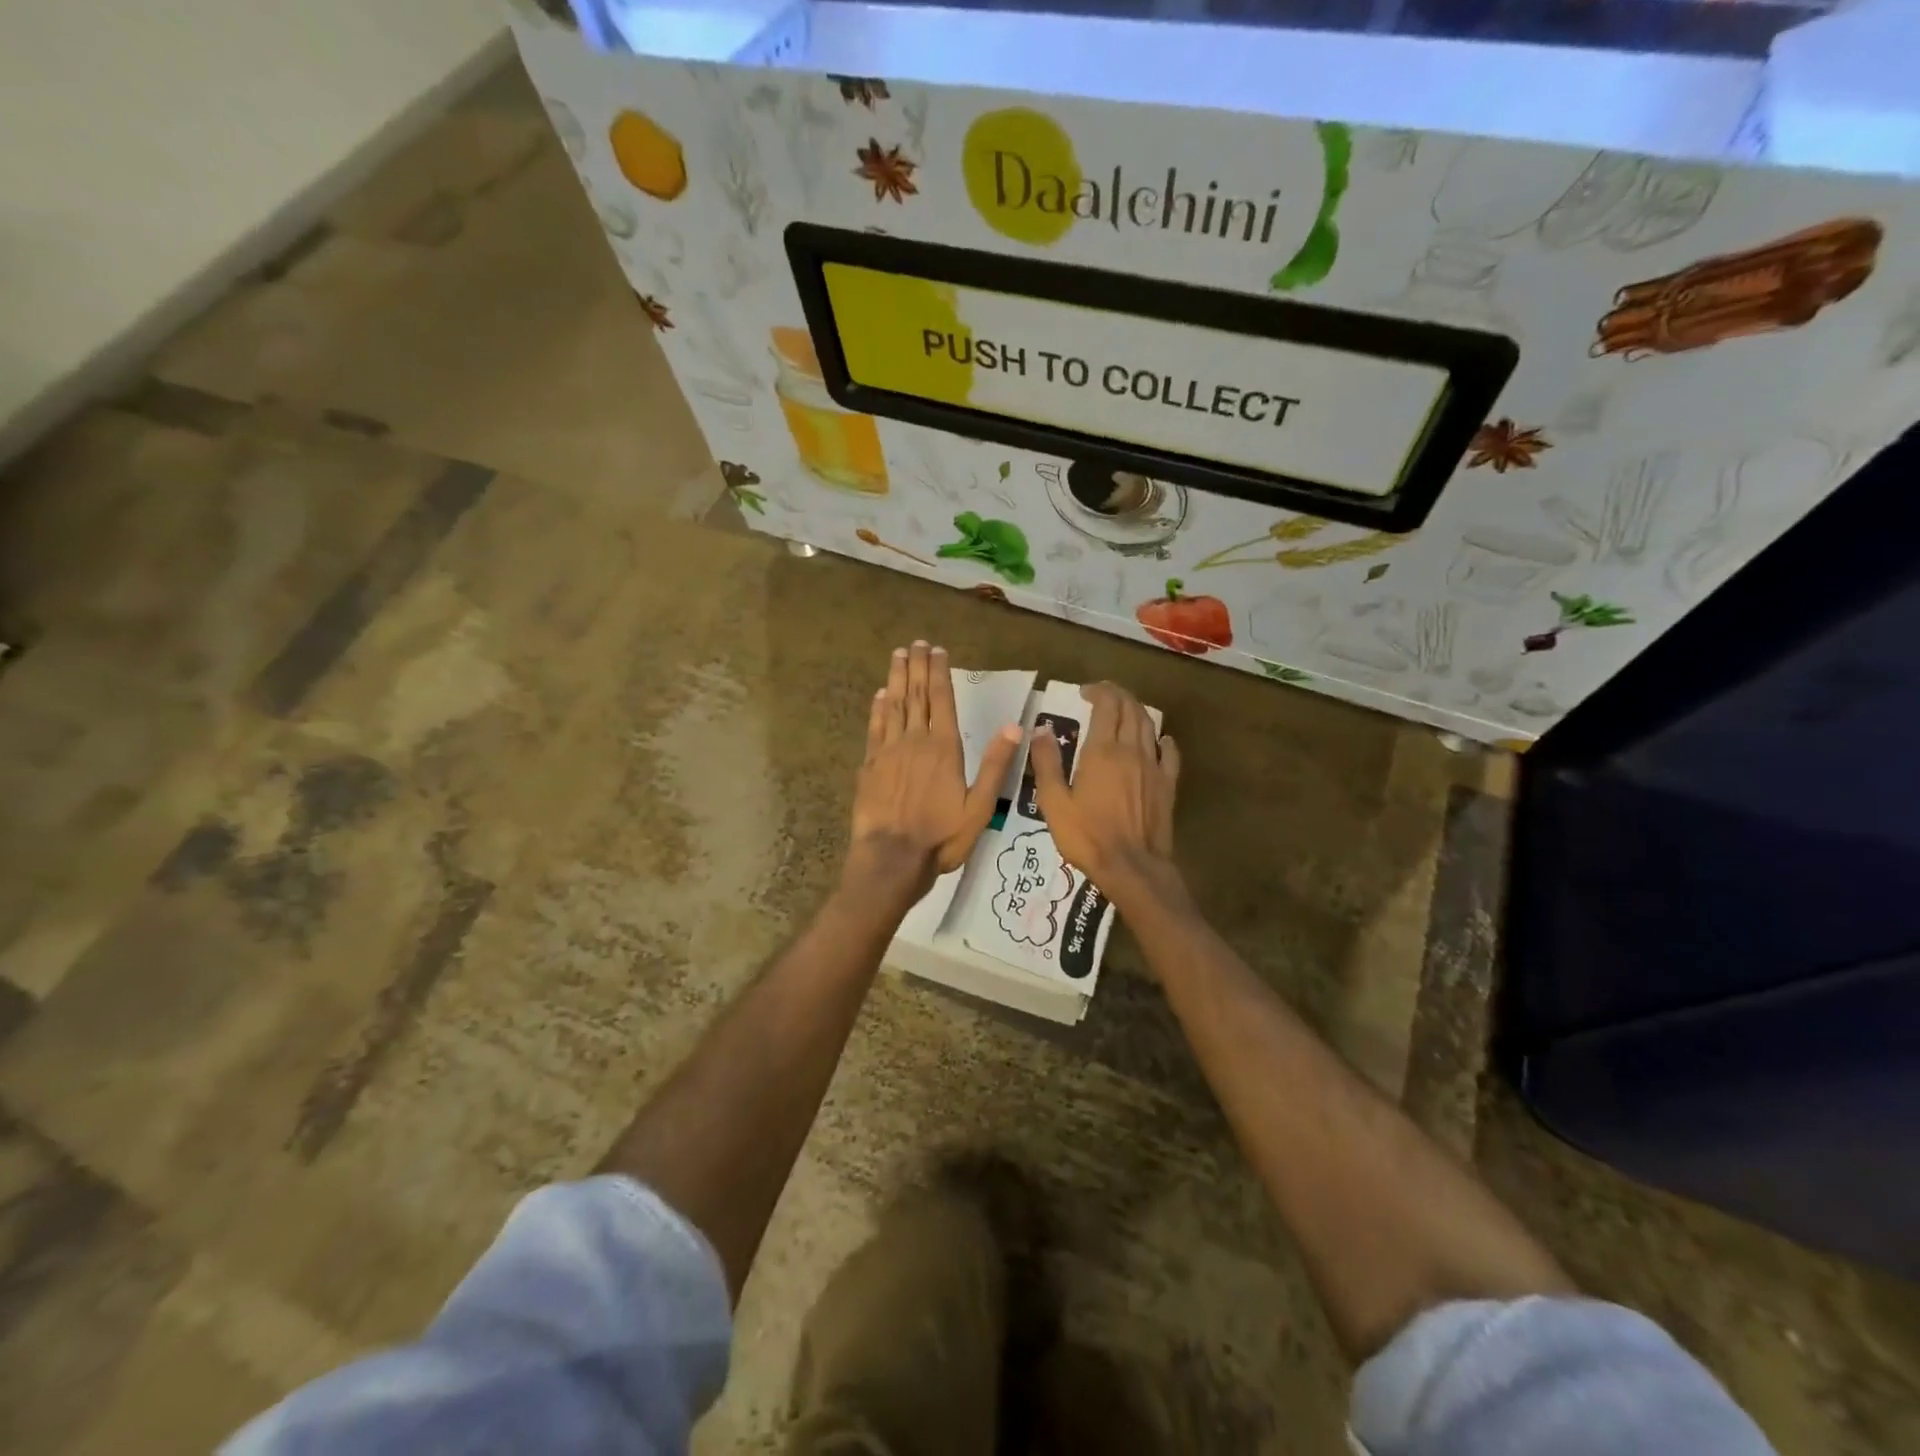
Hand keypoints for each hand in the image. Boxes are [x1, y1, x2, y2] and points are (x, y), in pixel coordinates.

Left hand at [847, 641, 1021, 898]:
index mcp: (945, 749)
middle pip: (916, 696)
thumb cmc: (941, 837)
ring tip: (898, 656)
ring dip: (896, 679)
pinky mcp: (870, 766)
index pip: (943, 700)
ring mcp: (889, 751)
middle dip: (916, 667)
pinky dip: (878, 708)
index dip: (939, 673)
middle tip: (915, 643)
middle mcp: (916, 741)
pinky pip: (875, 728)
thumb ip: (995, 765)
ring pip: (894, 706)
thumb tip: (1015, 727)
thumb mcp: (979, 807)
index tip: (937, 650)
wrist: (891, 859)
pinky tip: (880, 695)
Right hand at [1028, 681, 1182, 906]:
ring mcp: (1154, 767)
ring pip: (1149, 726)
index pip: (1106, 706)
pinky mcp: (1168, 785)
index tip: (1084, 692)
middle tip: (1103, 694)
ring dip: (1136, 711)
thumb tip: (1040, 729)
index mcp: (1102, 751)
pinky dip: (1163, 739)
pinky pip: (1170, 753)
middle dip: (1117, 695)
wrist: (1132, 867)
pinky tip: (1160, 740)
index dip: (1097, 692)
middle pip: (1130, 709)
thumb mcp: (1054, 802)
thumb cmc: (1087, 836)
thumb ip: (1047, 762)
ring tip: (1124, 710)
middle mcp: (1131, 750)